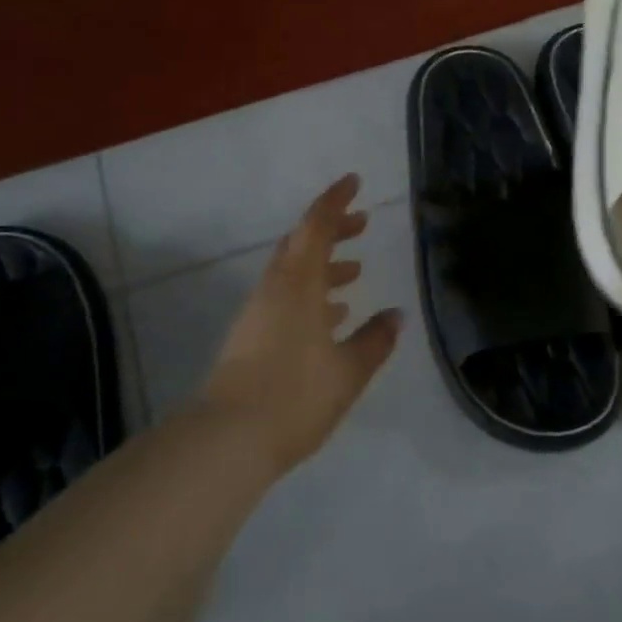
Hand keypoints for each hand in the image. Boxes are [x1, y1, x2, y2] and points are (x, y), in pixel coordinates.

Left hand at [201, 174, 401, 472]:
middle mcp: (275, 289)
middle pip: (301, 243)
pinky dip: (311, 293)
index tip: (354, 182)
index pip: (316, 226)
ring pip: (293, 272)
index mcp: (298, 284)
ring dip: (323, 264)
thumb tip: (395, 316)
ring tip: (355, 271)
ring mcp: (258, 313)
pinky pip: (285, 298)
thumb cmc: (294, 396)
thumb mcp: (348, 371)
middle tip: (362, 224)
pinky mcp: (251, 337)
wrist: (226, 440)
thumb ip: (374, 340)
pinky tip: (331, 316)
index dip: (336, 200)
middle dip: (331, 229)